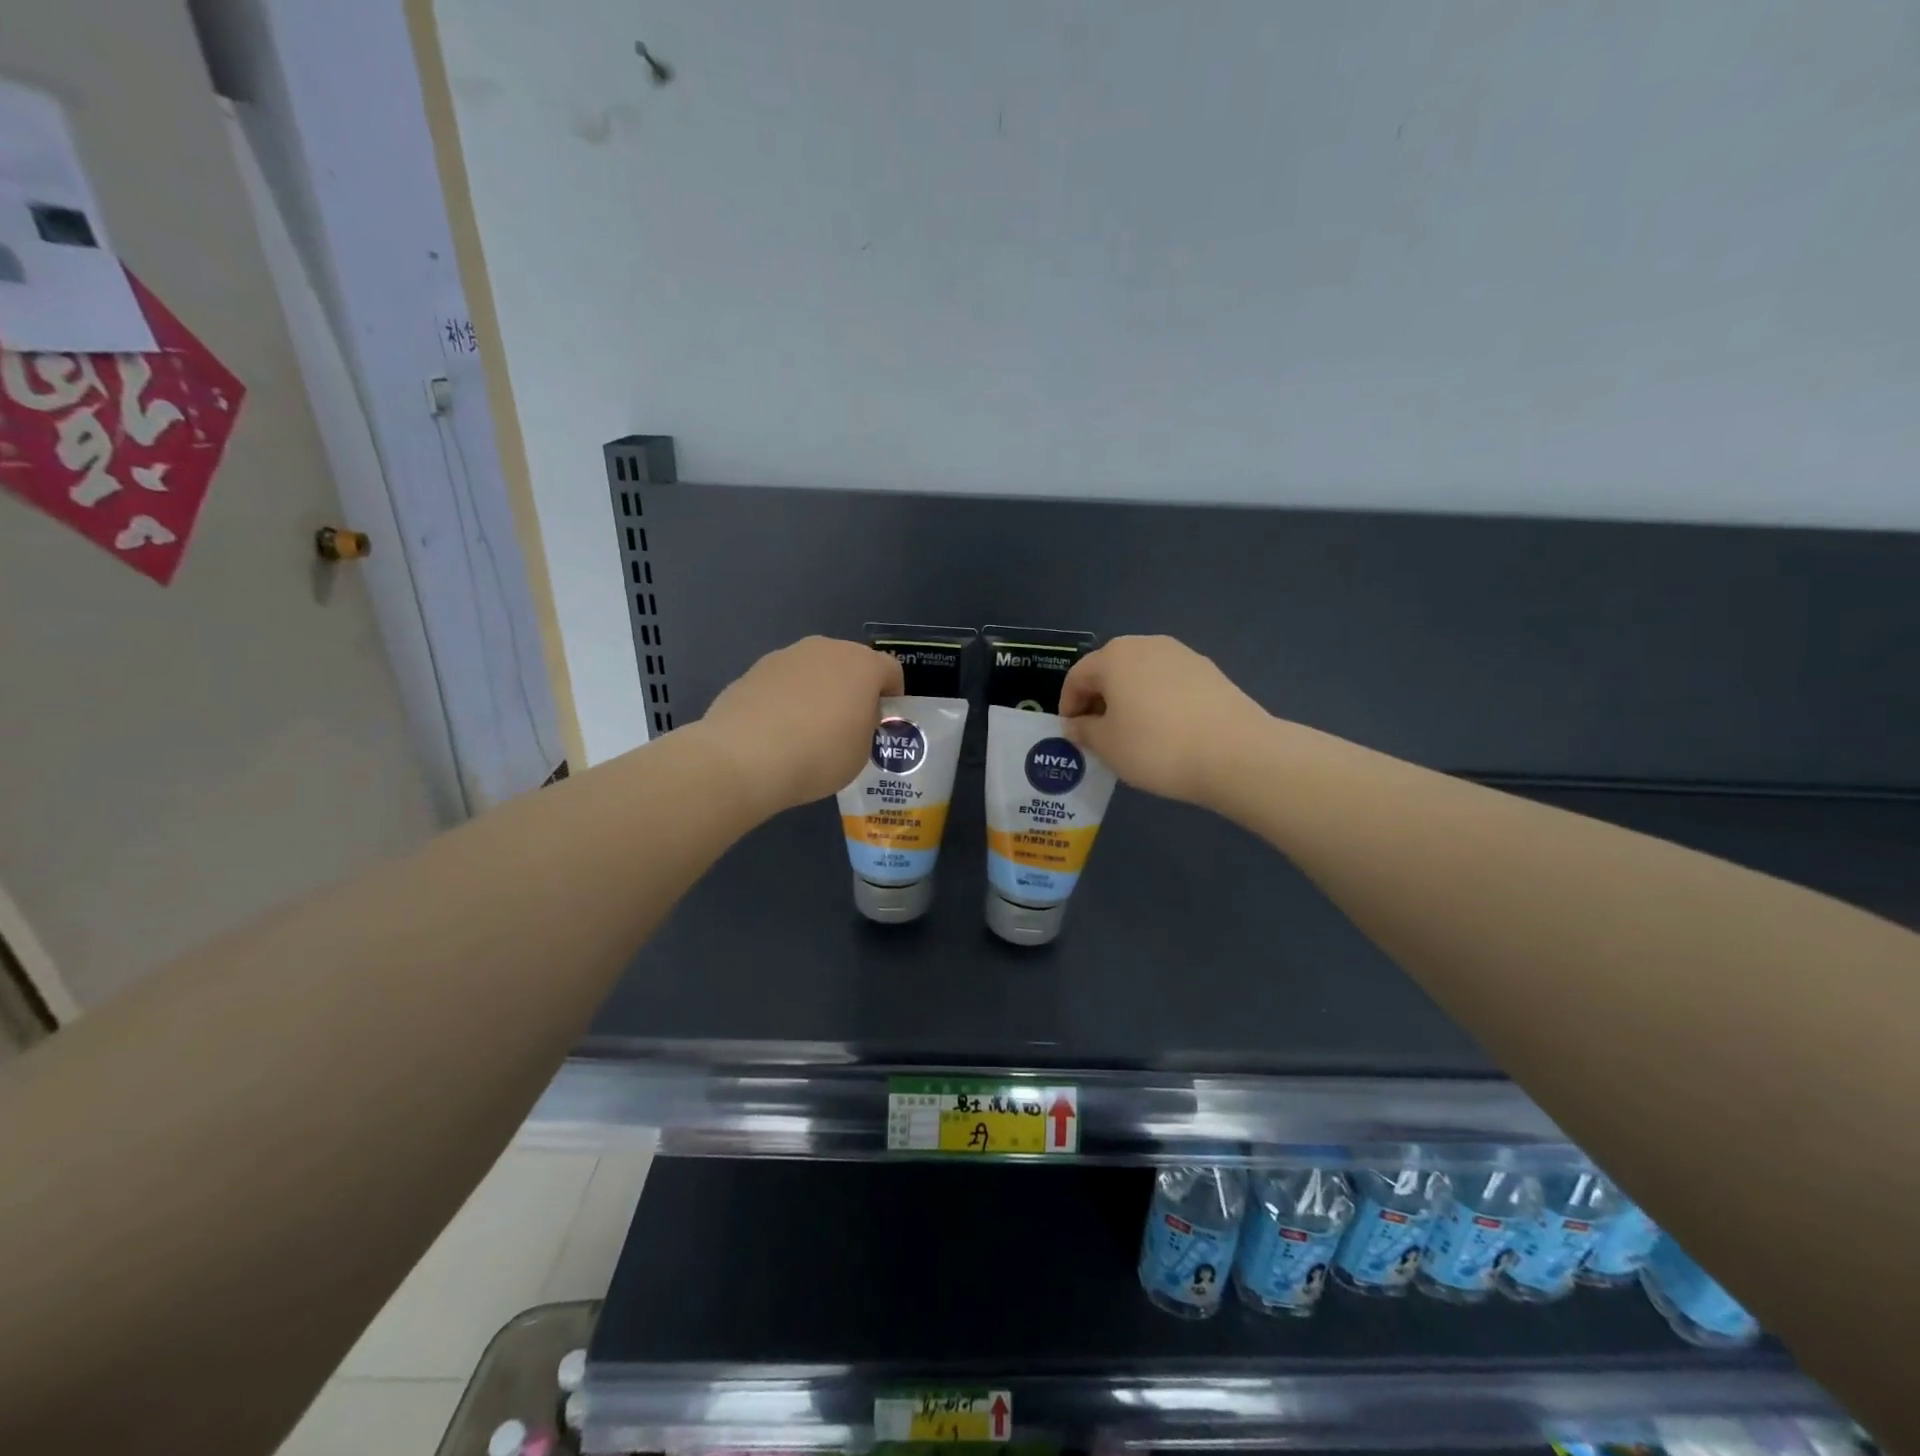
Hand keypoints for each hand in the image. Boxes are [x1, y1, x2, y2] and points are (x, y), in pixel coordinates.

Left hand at [699, 636, 903, 814]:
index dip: (893, 696)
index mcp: (863, 665)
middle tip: (849, 724)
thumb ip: (865, 726)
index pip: (891, 670)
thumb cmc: (819, 755)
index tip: (884, 722)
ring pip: (814, 670)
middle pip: (850, 663)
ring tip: (809, 729)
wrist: (744, 757)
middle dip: (854, 688)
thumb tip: (853, 716)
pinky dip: (787, 699)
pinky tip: (778, 731)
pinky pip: (784, 682)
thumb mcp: (861, 752)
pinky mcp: (753, 670)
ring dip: (819, 690)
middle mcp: (826, 649)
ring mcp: (786, 656)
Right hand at [1058, 635, 1269, 807]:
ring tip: (1134, 734)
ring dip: (1130, 700)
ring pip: (1142, 675)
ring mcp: (1183, 655)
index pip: (1077, 677)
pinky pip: (1170, 684)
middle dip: (1099, 700)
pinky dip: (1159, 702)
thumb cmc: (1156, 746)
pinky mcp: (1210, 672)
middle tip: (1100, 734)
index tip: (1072, 734)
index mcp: (1114, 656)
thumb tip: (1076, 723)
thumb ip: (1083, 730)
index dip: (1068, 706)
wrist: (1235, 753)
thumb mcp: (1107, 745)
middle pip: (1111, 670)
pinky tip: (1166, 732)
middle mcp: (1147, 644)